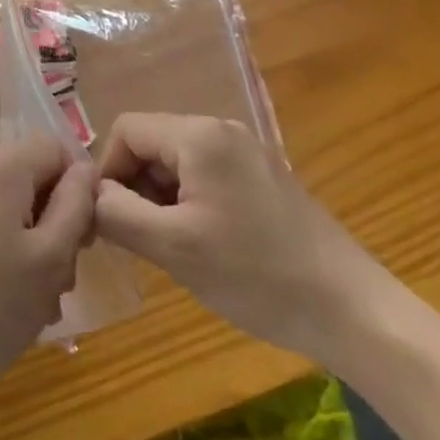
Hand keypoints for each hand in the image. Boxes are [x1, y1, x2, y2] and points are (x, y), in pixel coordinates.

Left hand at [0, 135, 94, 397]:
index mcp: (2, 165)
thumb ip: (75, 206)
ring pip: (8, 208)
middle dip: (54, 227)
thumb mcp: (49, 259)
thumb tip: (85, 170)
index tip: (81, 240)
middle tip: (58, 283)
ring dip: (30, 249)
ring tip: (31, 306)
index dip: (78, 189)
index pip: (56, 149)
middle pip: (31, 180)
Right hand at [93, 113, 390, 363]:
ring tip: (173, 247)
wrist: (352, 311)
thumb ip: (117, 213)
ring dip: (160, 197)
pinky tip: (203, 244)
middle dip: (134, 186)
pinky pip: (205, 174)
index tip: (110, 222)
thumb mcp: (173, 248)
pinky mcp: (262, 175)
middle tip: (140, 240)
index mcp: (198, 134)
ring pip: (176, 161)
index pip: (126, 130)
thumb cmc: (256, 275)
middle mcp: (220, 128)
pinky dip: (189, 201)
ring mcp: (246, 150)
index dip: (107, 171)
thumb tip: (86, 193)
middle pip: (151, 143)